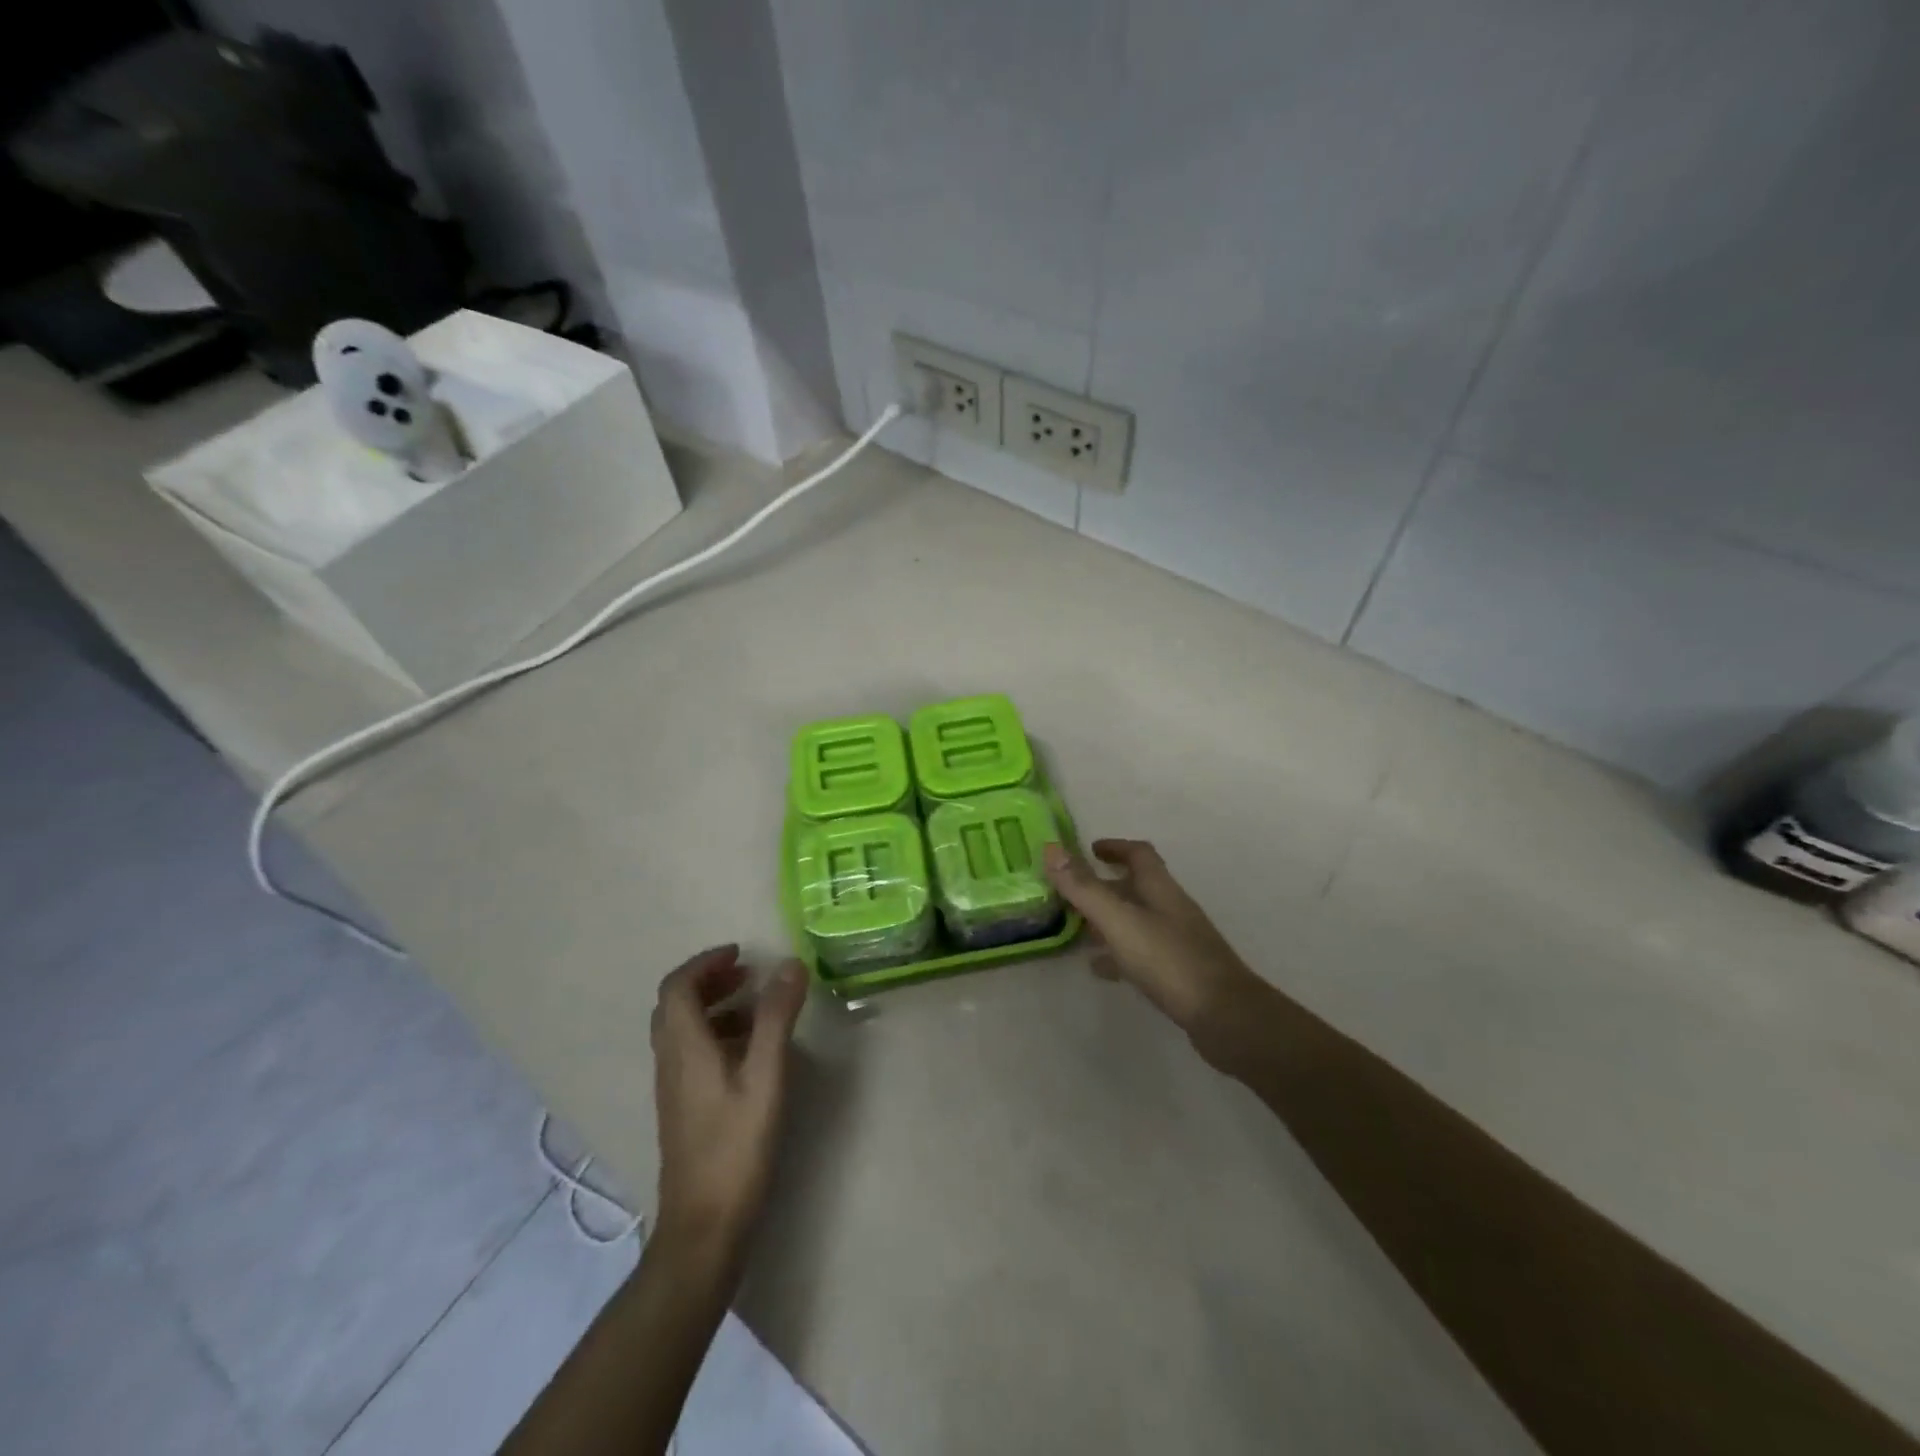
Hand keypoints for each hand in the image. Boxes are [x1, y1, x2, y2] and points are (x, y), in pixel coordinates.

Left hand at [650, 946, 806, 1253]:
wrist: (703, 1226)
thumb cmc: (736, 1146)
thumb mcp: (765, 1076)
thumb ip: (777, 1018)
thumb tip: (790, 964)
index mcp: (685, 1047)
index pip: (677, 986)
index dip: (705, 962)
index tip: (741, 953)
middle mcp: (670, 1061)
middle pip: (675, 1005)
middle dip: (710, 980)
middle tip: (748, 973)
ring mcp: (673, 1087)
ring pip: (683, 1030)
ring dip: (714, 1006)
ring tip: (757, 1008)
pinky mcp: (682, 1108)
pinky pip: (691, 1052)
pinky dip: (716, 1034)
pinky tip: (749, 1052)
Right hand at [1044, 839, 1261, 1066]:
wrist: (1225, 1018)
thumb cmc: (1170, 961)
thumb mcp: (1119, 921)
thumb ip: (1084, 888)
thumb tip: (1051, 849)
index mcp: (1160, 889)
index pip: (1139, 854)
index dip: (1115, 847)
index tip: (1089, 849)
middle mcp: (1171, 909)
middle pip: (1136, 887)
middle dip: (1104, 885)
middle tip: (1071, 892)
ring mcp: (1177, 942)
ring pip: (1137, 921)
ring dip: (1108, 920)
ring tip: (1076, 929)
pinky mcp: (1178, 973)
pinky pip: (1141, 954)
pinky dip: (1118, 955)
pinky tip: (1100, 968)